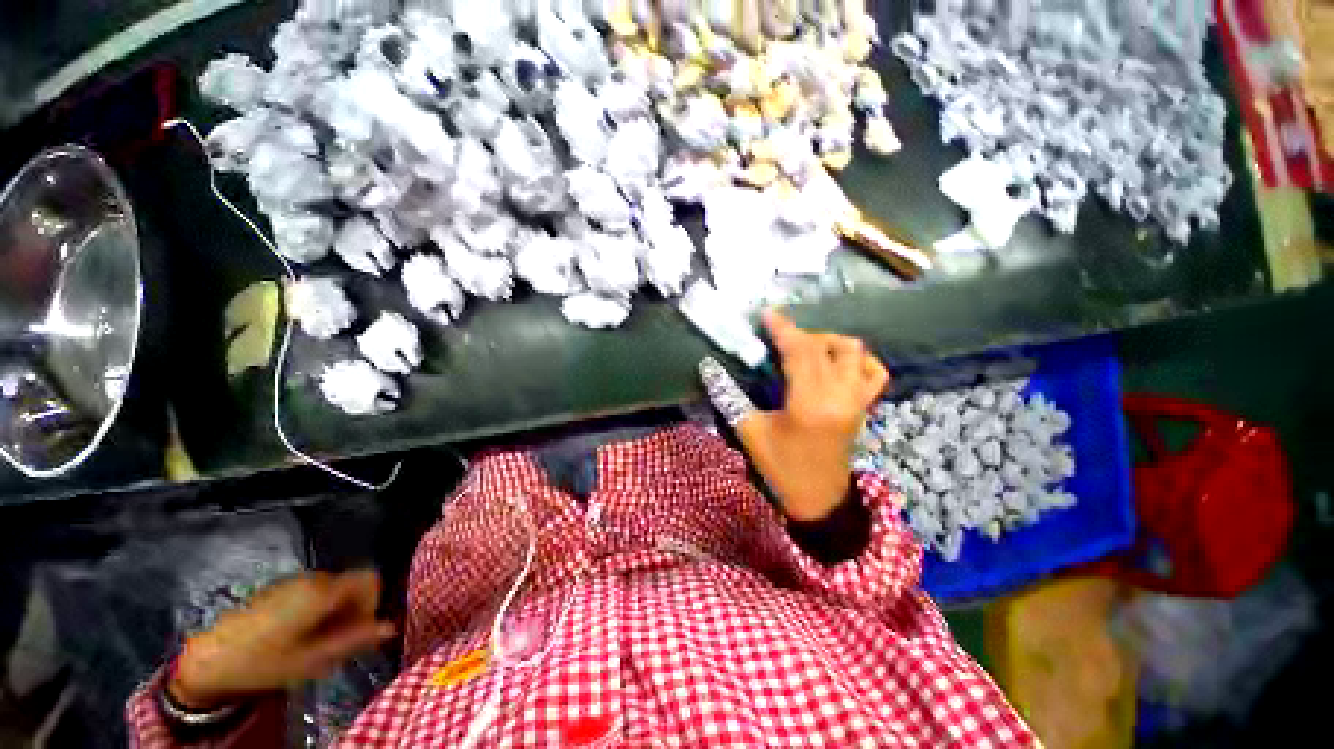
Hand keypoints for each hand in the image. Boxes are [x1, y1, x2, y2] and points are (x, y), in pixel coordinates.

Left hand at [169, 569, 394, 709]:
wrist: (209, 660)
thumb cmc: (263, 662)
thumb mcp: (312, 660)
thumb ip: (354, 640)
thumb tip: (390, 627)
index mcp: (323, 591)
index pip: (369, 579)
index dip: (374, 602)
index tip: (362, 629)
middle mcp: (312, 578)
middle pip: (351, 583)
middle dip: (353, 610)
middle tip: (339, 643)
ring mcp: (292, 581)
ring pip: (333, 588)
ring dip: (335, 612)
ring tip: (317, 643)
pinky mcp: (277, 588)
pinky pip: (313, 592)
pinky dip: (317, 609)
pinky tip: (298, 636)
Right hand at [700, 311, 889, 520]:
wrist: (818, 498)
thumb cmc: (780, 467)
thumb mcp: (748, 431)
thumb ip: (728, 395)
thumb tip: (709, 366)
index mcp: (809, 403)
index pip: (799, 351)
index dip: (782, 328)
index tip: (767, 314)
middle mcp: (839, 395)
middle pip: (824, 346)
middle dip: (798, 333)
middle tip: (776, 338)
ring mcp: (857, 400)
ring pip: (853, 351)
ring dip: (828, 341)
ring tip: (805, 348)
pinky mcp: (864, 406)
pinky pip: (874, 372)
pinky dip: (857, 358)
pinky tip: (837, 362)